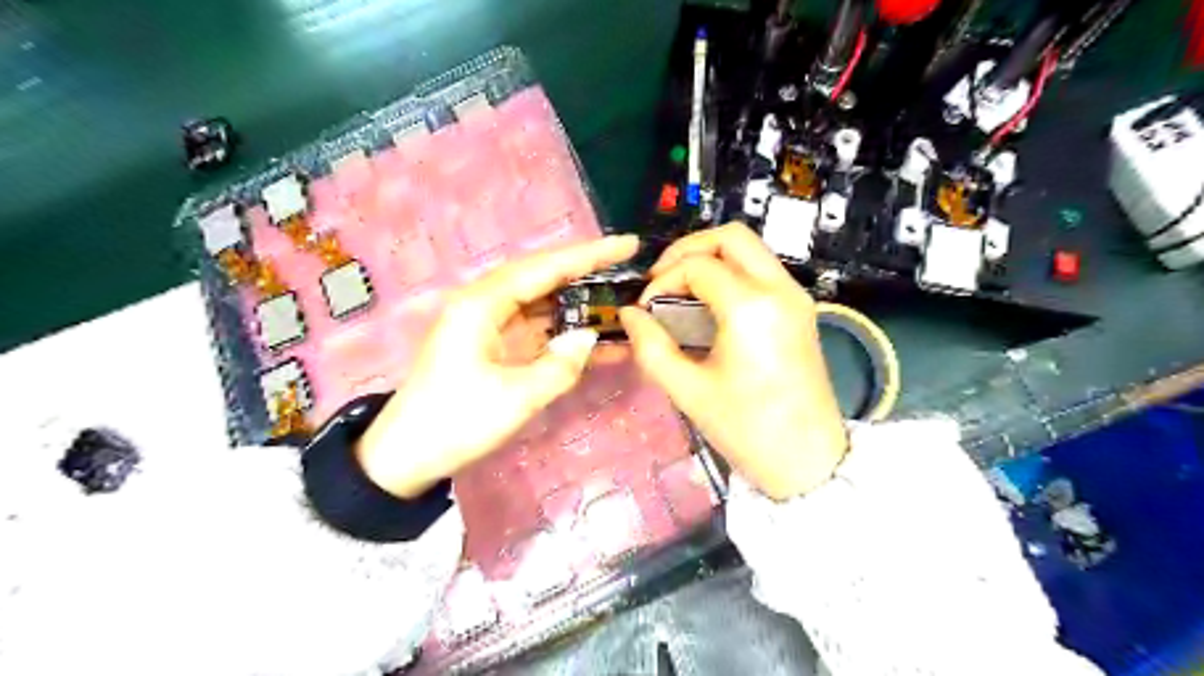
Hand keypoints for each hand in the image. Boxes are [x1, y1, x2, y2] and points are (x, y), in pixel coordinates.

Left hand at [353, 234, 637, 496]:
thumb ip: (561, 365)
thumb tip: (589, 336)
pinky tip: (597, 340)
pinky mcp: (494, 346)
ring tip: (621, 301)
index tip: (628, 245)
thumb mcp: (516, 397)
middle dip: (587, 273)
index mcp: (483, 303)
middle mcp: (485, 303)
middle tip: (630, 269)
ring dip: (579, 304)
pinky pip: (537, 330)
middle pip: (544, 278)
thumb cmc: (457, 422)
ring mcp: (489, 325)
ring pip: (543, 303)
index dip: (590, 255)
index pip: (546, 268)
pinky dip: (565, 333)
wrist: (408, 456)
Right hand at [622, 222, 844, 502]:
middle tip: (661, 280)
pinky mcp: (802, 309)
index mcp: (751, 307)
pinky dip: (732, 273)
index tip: (645, 309)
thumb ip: (651, 347)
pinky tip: (709, 304)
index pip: (697, 266)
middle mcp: (780, 289)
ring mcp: (796, 296)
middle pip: (732, 236)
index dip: (662, 280)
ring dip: (711, 258)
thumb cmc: (747, 430)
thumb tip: (629, 314)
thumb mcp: (688, 391)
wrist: (808, 461)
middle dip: (688, 250)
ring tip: (680, 289)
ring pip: (750, 249)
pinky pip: (762, 270)